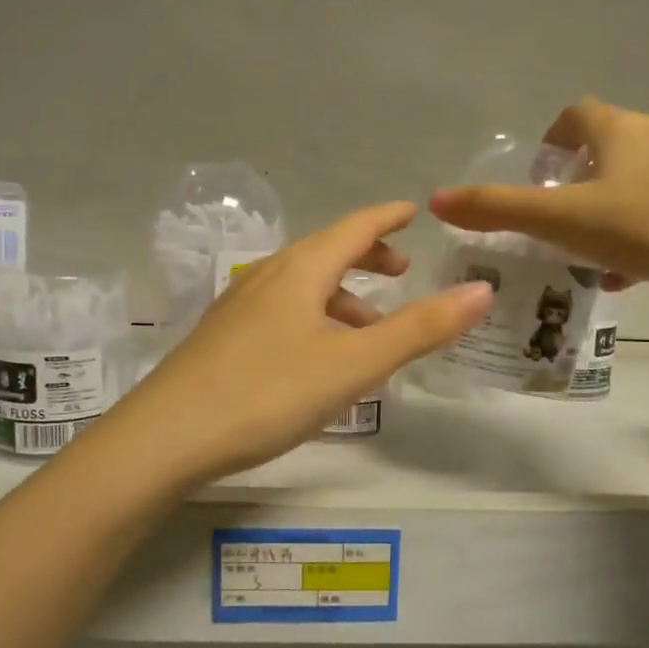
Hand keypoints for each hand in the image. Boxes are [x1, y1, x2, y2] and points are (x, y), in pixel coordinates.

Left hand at [105, 202, 492, 485]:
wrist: (166, 438)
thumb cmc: (268, 392)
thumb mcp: (354, 364)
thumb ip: (419, 328)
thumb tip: (482, 290)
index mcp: (301, 270)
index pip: (354, 227)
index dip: (386, 218)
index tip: (411, 210)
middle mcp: (268, 276)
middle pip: (326, 252)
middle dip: (367, 257)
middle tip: (400, 272)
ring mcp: (239, 307)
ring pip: (302, 286)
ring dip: (342, 296)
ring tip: (370, 328)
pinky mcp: (223, 338)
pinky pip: (282, 311)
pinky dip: (315, 318)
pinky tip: (318, 357)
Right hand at [429, 97, 648, 301]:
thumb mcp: (565, 221)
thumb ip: (500, 211)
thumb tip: (436, 200)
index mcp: (621, 128)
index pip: (577, 113)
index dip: (553, 137)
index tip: (543, 172)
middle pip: (615, 144)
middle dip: (587, 179)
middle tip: (570, 221)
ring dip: (624, 204)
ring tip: (609, 252)